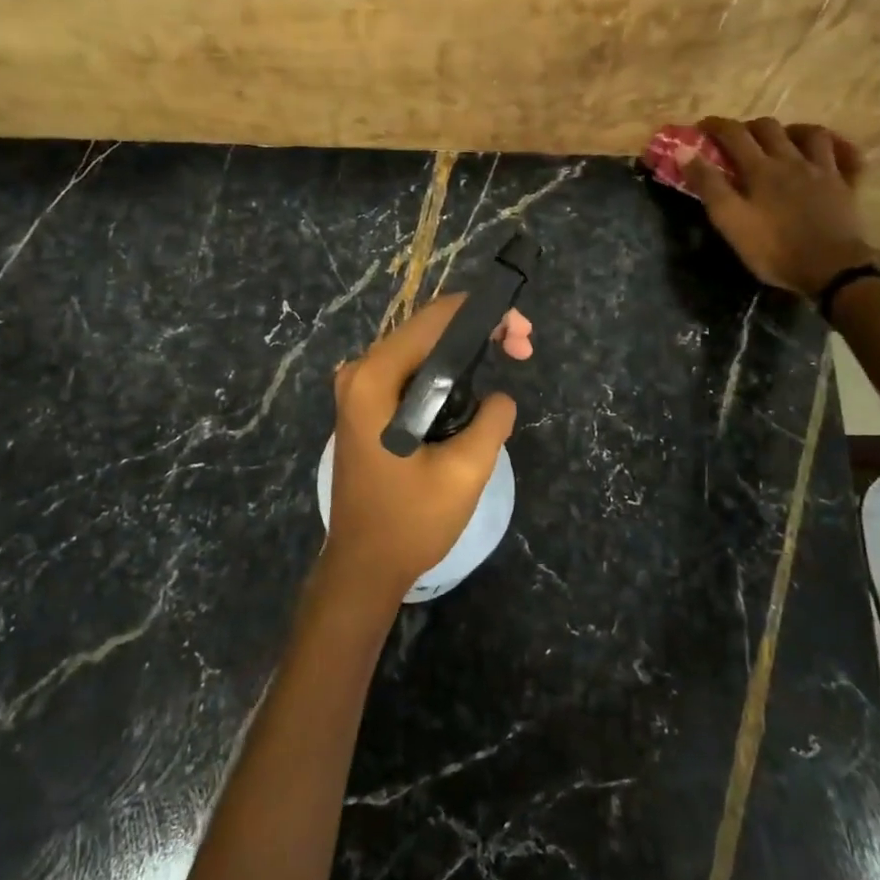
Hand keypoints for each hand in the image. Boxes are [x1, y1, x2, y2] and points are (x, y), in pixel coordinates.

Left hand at [325, 297, 523, 598]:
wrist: (364, 565)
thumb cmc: (410, 522)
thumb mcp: (465, 472)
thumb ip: (491, 420)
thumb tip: (499, 396)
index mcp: (375, 379)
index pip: (434, 319)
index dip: (483, 314)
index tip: (521, 335)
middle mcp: (359, 373)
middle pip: (426, 329)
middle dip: (478, 330)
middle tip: (522, 349)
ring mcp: (357, 389)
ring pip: (419, 349)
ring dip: (463, 350)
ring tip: (509, 358)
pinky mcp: (364, 406)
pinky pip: (409, 372)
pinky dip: (443, 371)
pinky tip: (473, 384)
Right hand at [683, 117, 879, 296]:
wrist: (831, 269)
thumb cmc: (773, 249)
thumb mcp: (730, 221)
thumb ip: (708, 185)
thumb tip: (684, 151)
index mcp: (761, 169)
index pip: (734, 135)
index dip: (716, 126)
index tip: (701, 126)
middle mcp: (793, 160)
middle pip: (770, 128)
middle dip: (749, 127)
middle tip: (737, 139)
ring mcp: (825, 171)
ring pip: (812, 134)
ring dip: (793, 130)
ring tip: (783, 140)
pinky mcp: (847, 186)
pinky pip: (849, 156)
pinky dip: (839, 147)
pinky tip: (830, 151)